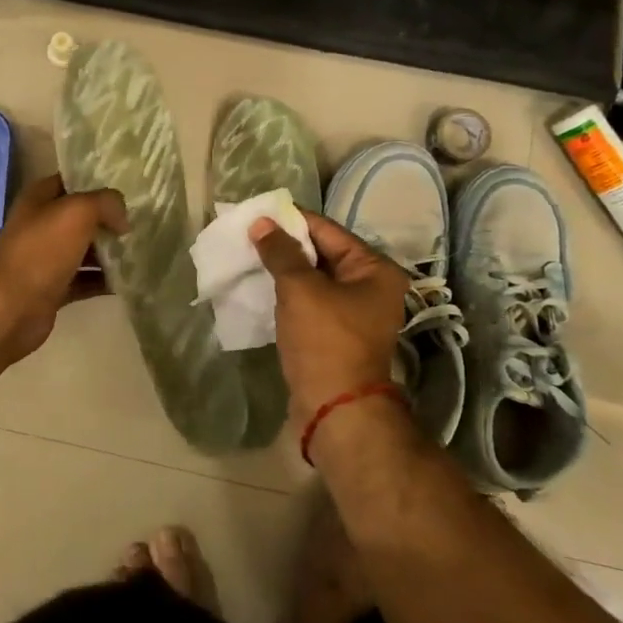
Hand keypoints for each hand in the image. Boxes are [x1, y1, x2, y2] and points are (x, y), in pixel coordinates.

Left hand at [0, 174, 127, 370]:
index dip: (99, 181)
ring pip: (85, 249)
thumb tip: (122, 219)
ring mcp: (46, 258)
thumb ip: (105, 203)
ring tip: (143, 250)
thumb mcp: (77, 212)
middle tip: (142, 221)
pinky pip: (85, 279)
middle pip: (82, 216)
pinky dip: (104, 280)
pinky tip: (129, 280)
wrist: (9, 309)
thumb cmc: (40, 251)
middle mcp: (41, 224)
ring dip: (110, 251)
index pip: (73, 180)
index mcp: (39, 198)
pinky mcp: (53, 288)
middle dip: (110, 219)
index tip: (131, 188)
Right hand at [250, 211, 407, 424]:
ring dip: (283, 269)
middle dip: (285, 245)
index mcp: (374, 270)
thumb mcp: (300, 289)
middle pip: (321, 253)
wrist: (335, 409)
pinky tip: (260, 286)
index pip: (327, 230)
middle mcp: (370, 287)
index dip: (291, 220)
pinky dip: (286, 293)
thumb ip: (280, 252)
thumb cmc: (325, 341)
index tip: (257, 213)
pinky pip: (309, 301)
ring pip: (313, 278)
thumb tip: (262, 223)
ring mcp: (354, 312)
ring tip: (248, 257)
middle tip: (248, 234)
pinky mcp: (335, 333)